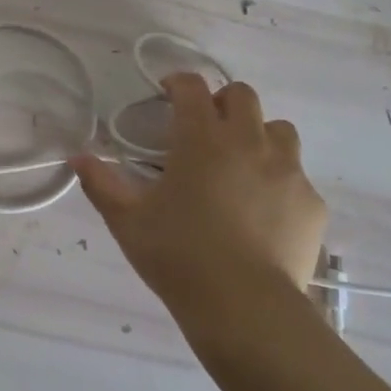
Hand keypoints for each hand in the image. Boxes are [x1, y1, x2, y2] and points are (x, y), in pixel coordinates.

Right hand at [71, 75, 326, 350]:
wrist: (245, 308)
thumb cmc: (179, 257)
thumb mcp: (128, 221)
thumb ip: (101, 184)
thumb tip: (78, 158)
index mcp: (203, 139)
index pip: (192, 87)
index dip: (178, 82)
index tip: (168, 93)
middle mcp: (250, 143)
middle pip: (242, 95)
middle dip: (221, 102)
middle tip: (204, 128)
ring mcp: (288, 171)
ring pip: (278, 130)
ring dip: (257, 135)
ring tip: (240, 164)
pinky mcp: (311, 203)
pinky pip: (297, 176)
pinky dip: (278, 181)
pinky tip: (263, 211)